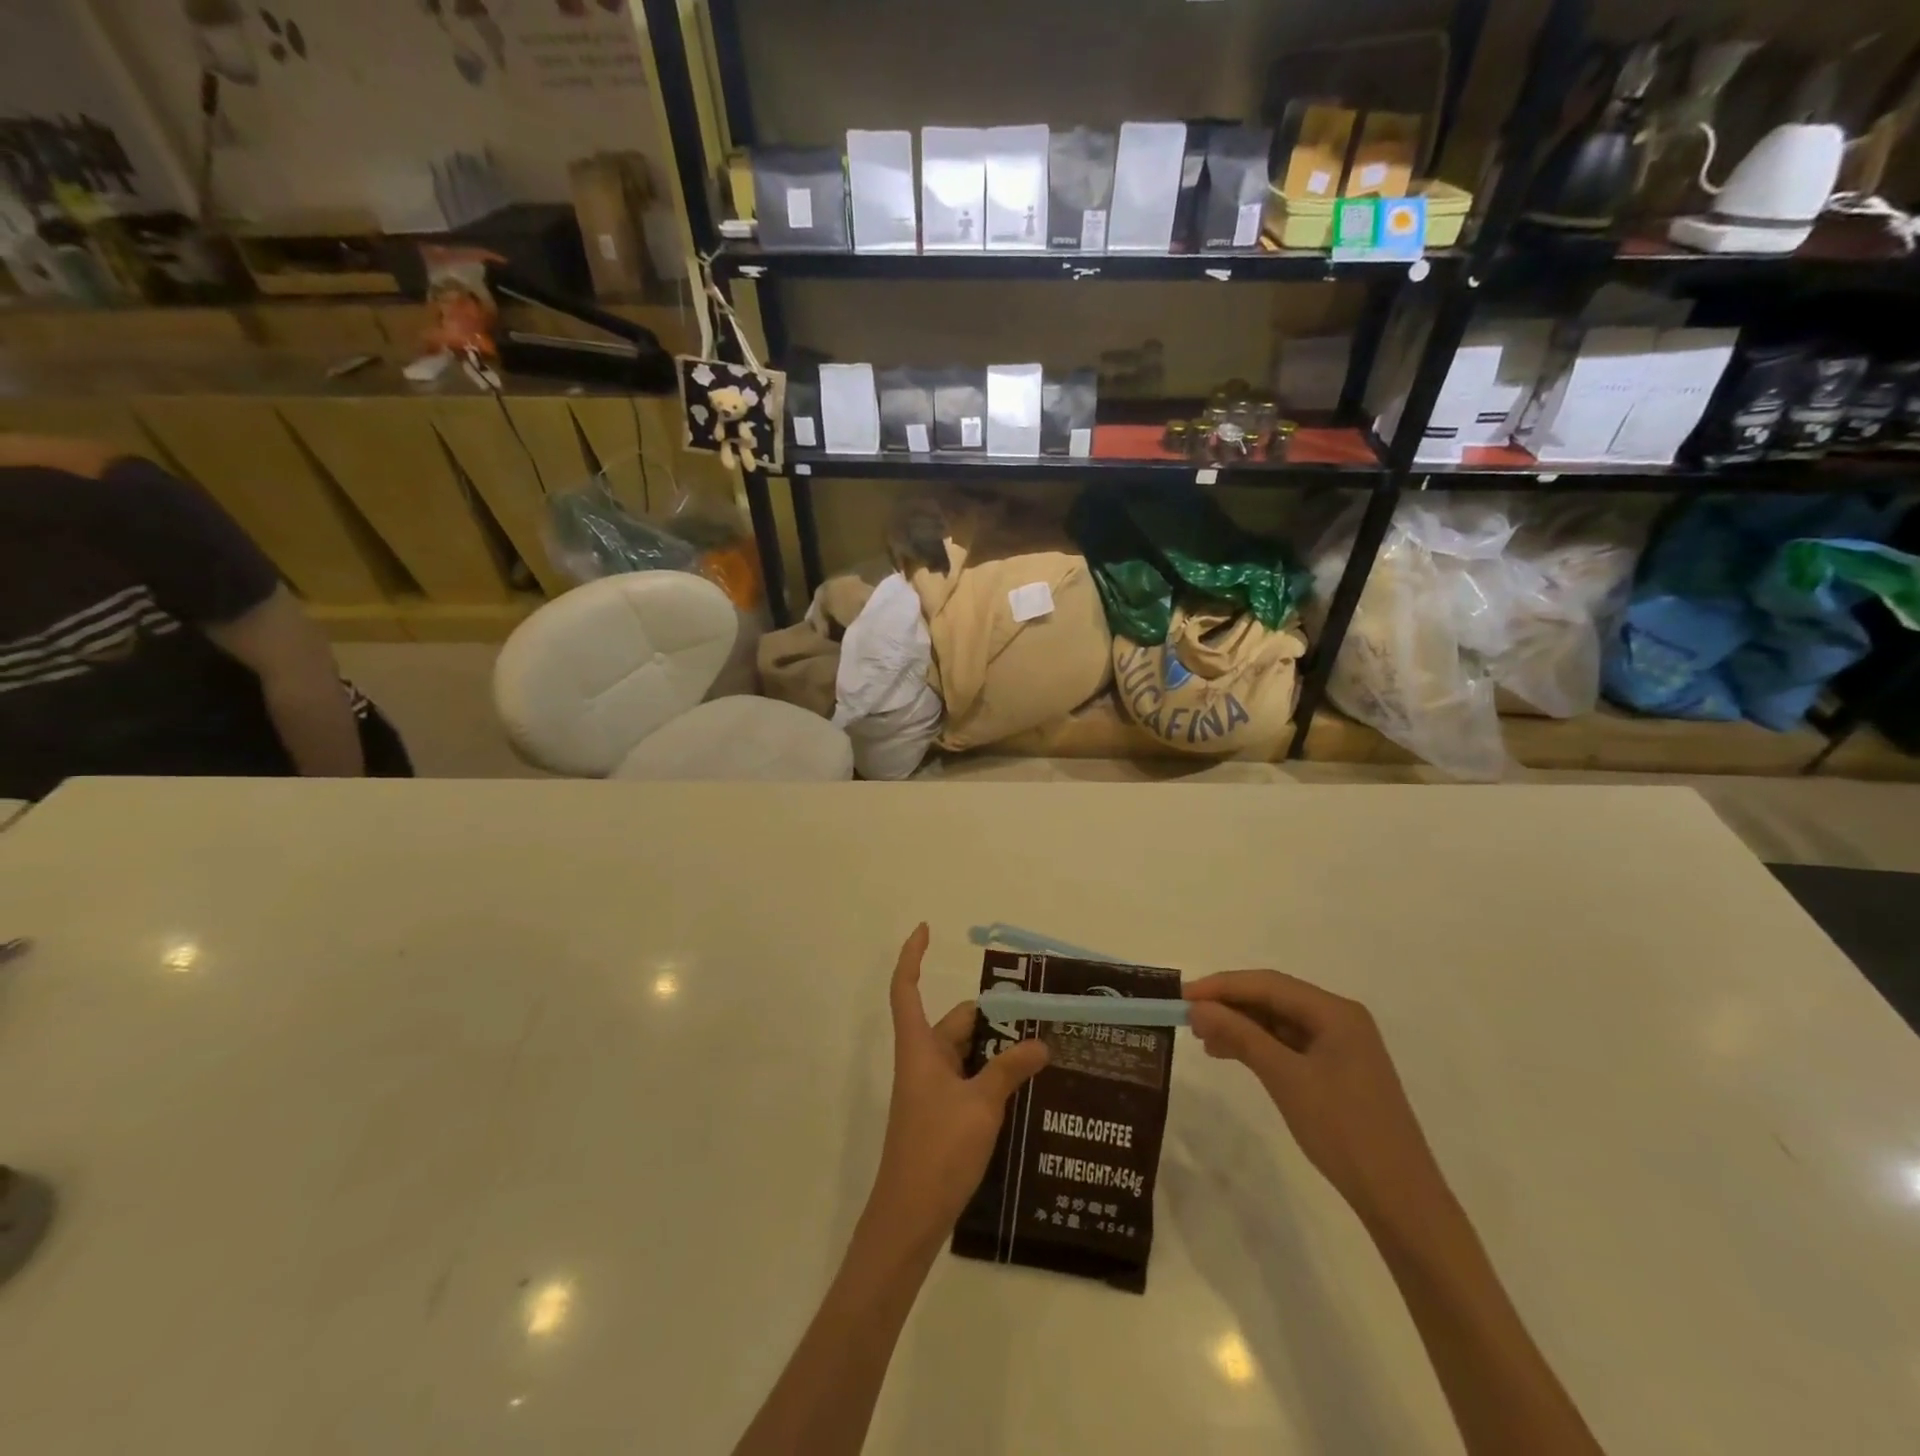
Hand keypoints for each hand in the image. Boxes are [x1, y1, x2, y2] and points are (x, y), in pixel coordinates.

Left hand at [867, 924, 1048, 1251]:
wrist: (910, 1216)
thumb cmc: (938, 1149)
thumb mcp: (981, 1105)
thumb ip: (1010, 1069)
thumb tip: (1040, 1042)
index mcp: (920, 1047)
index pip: (907, 988)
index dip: (912, 956)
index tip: (925, 928)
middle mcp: (924, 1060)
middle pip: (956, 1022)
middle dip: (993, 1017)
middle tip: (1040, 1016)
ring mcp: (933, 1089)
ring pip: (968, 1052)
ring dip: (999, 1049)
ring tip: (1044, 1049)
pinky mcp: (943, 1114)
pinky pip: (971, 1079)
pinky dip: (994, 1075)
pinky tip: (1027, 1086)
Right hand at [1184, 970, 1446, 1226]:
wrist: (1400, 1200)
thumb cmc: (1343, 1131)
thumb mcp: (1285, 1078)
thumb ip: (1240, 1035)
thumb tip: (1197, 1007)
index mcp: (1335, 1012)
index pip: (1268, 983)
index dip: (1221, 986)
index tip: (1181, 996)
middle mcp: (1340, 1019)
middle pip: (1274, 998)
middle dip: (1230, 1005)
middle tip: (1188, 1019)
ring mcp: (1341, 1046)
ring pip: (1279, 1021)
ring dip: (1241, 1025)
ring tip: (1204, 1039)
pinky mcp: (1337, 1071)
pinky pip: (1288, 1044)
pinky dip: (1258, 1046)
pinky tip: (1232, 1054)